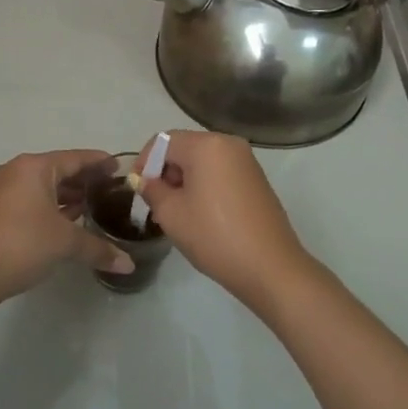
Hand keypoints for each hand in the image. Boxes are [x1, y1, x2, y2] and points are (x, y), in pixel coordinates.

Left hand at [0, 149, 133, 309]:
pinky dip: (53, 207)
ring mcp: (4, 192)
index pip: (75, 158)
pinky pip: (33, 201)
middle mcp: (18, 173)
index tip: (120, 166)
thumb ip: (99, 249)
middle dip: (85, 180)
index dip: (99, 162)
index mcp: (34, 168)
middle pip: (59, 170)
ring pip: (45, 187)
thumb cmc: (21, 244)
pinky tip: (70, 221)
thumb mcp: (65, 243)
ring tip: (95, 205)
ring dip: (68, 195)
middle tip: (112, 188)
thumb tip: (129, 265)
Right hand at [134, 130, 313, 312]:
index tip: (138, 190)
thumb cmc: (214, 236)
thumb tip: (145, 180)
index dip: (145, 162)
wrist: (270, 267)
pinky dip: (205, 186)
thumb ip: (152, 190)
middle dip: (165, 171)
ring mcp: (247, 161)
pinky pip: (220, 172)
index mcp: (207, 145)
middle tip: (156, 204)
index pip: (163, 141)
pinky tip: (201, 215)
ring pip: (203, 161)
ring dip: (184, 180)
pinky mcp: (256, 180)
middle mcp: (229, 144)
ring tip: (177, 212)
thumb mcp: (171, 214)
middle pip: (185, 148)